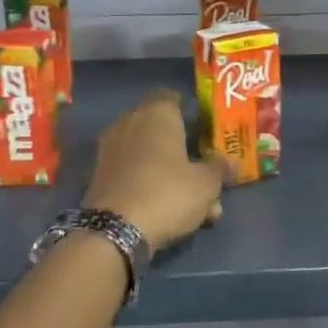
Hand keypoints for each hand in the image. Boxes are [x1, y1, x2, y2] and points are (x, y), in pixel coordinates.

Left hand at [83, 90, 227, 252]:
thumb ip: (218, 168)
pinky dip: (149, 185)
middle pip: (160, 129)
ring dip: (169, 172)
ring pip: (148, 155)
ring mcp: (111, 149)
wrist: (114, 231)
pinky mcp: (100, 176)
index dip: (189, 111)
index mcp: (157, 113)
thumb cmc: (168, 193)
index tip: (204, 129)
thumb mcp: (206, 184)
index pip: (171, 97)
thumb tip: (228, 162)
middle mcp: (130, 123)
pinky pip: (133, 173)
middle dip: (182, 148)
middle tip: (203, 169)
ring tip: (194, 202)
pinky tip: (169, 210)